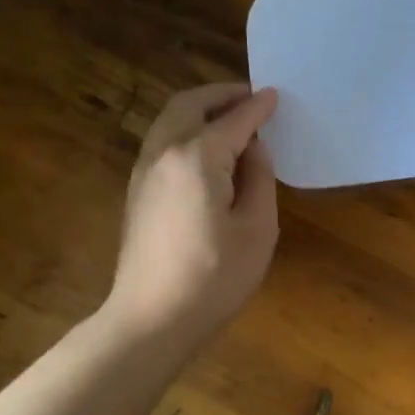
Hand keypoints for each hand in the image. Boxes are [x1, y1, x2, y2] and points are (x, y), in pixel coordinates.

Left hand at [104, 82, 279, 345]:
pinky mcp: (138, 192)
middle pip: (189, 105)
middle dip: (221, 95)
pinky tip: (209, 151)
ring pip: (169, 121)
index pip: (234, 121)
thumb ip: (260, 179)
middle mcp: (164, 154)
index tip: (276, 96)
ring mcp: (144, 172)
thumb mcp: (257, 229)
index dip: (258, 107)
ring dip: (200, 110)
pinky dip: (186, 130)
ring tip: (232, 120)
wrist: (152, 319)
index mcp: (197, 158)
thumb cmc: (214, 278)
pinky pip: (162, 142)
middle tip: (251, 99)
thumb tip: (255, 149)